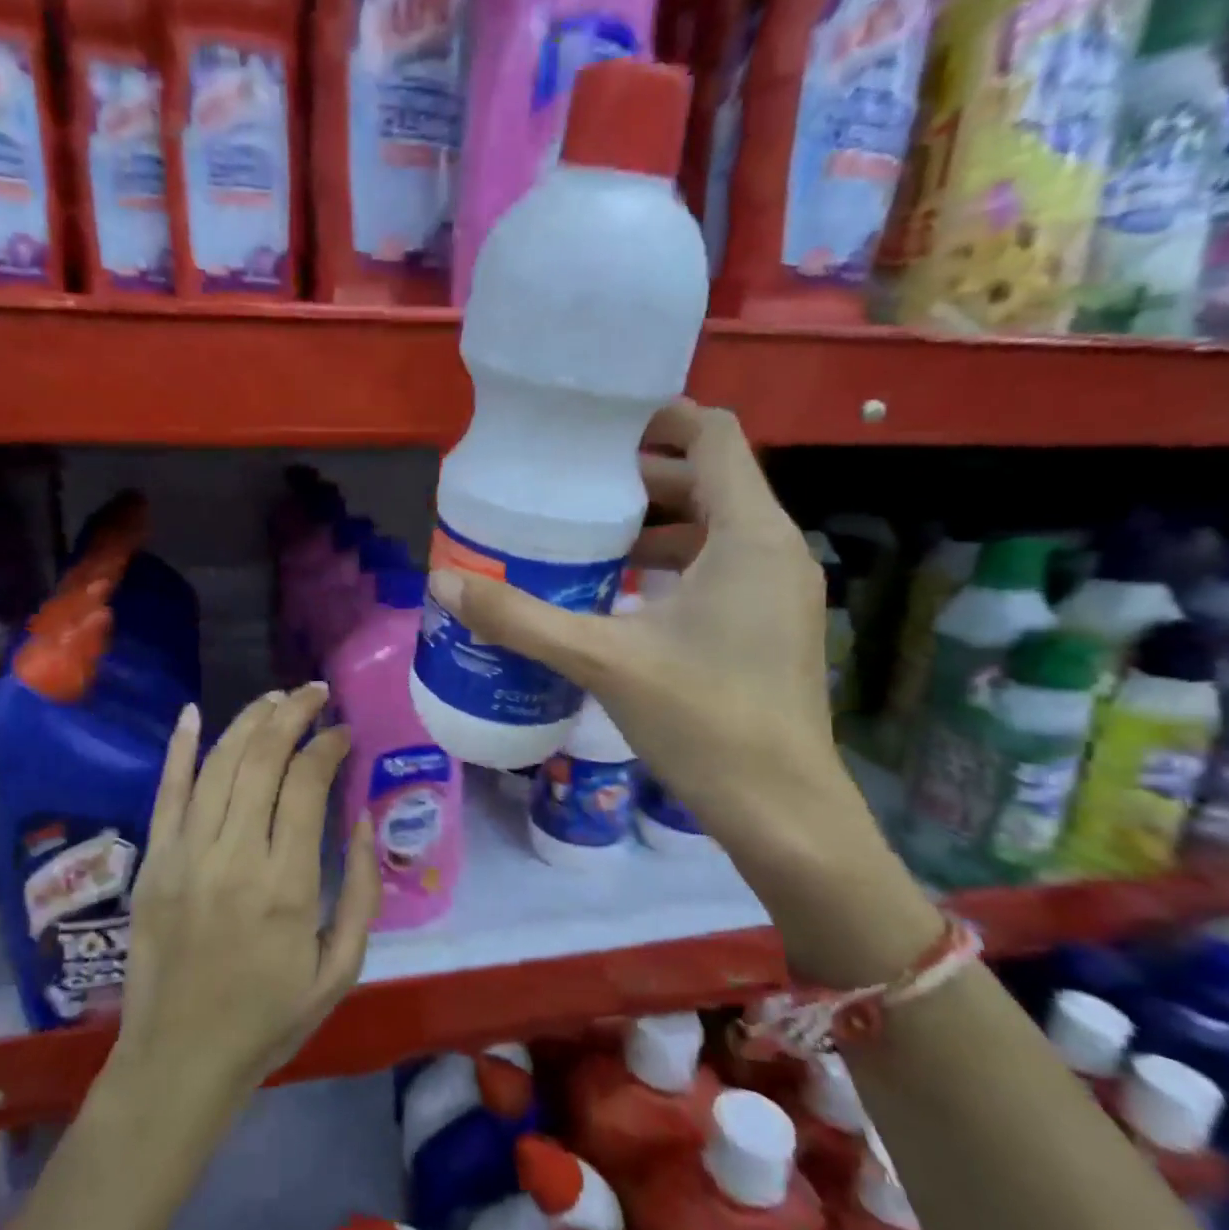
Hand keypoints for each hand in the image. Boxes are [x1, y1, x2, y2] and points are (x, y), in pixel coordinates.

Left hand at [112, 685, 381, 1108]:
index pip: (306, 785)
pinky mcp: (154, 862)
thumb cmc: (268, 1019)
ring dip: (249, 722)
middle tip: (315, 693)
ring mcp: (186, 855)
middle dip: (292, 714)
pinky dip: (180, 748)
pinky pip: (166, 793)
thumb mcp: (340, 971)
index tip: (344, 733)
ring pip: (218, 765)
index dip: (328, 746)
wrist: (179, 1061)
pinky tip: (194, 713)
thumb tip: (362, 824)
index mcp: (287, 886)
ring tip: (276, 698)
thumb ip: (360, 894)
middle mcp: (234, 857)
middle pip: (262, 760)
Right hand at [428, 403, 928, 983]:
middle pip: (712, 479)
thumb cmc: (704, 721)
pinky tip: (624, 595)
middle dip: (645, 475)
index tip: (598, 430)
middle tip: (576, 486)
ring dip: (658, 523)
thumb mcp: (604, 661)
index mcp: (750, 534)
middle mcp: (776, 549)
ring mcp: (780, 590)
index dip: (659, 418)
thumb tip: (445, 584)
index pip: (713, 436)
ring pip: (717, 526)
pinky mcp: (772, 625)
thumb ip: (523, 619)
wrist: (782, 811)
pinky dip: (675, 563)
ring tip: (591, 538)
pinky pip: (722, 567)